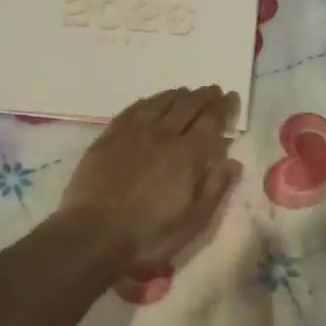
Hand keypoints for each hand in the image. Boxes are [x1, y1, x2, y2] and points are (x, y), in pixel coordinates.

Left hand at [56, 87, 241, 271]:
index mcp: (188, 155)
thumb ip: (215, 188)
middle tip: (213, 90)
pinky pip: (131, 110)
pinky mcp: (108, 138)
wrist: (92, 235)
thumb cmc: (149, 235)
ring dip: (176, 95)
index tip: (232, 97)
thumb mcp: (193, 222)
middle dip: (203, 96)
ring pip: (159, 103)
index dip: (224, 107)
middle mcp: (162, 135)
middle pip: (187, 105)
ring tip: (186, 92)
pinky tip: (150, 102)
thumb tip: (233, 162)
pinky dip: (147, 102)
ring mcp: (132, 133)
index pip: (211, 120)